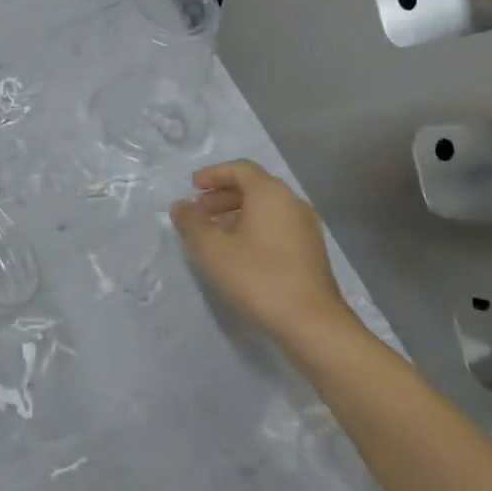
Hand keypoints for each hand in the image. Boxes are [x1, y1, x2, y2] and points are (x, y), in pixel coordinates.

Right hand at [169, 160, 356, 346]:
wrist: (310, 321)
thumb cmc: (258, 278)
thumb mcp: (213, 250)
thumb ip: (192, 223)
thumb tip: (181, 205)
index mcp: (270, 193)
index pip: (240, 169)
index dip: (214, 174)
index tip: (193, 187)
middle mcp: (292, 202)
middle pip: (255, 186)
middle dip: (223, 195)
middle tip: (199, 212)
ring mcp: (306, 226)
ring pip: (267, 208)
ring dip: (238, 213)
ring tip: (215, 234)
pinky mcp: (311, 250)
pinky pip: (278, 225)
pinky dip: (255, 228)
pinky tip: (240, 252)